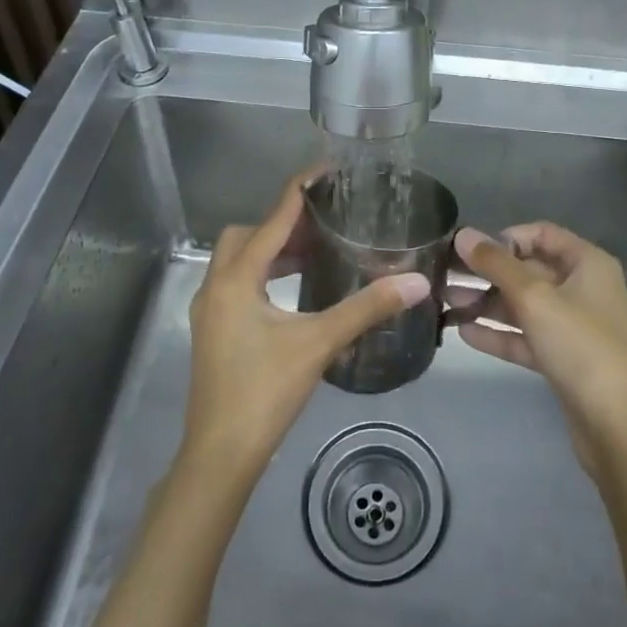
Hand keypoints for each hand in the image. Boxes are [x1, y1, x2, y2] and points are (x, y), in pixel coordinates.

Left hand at [181, 169, 429, 485]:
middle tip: (325, 225)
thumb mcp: (318, 343)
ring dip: (274, 251)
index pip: (273, 218)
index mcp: (236, 278)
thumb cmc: (265, 392)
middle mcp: (216, 285)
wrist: (220, 455)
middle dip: (283, 224)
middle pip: (248, 234)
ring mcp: (210, 310)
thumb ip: (366, 308)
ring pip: (240, 260)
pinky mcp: (213, 331)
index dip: (300, 191)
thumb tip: (416, 282)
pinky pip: (238, 283)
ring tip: (317, 253)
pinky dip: (265, 275)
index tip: (327, 170)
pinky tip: (294, 292)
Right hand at [452, 223, 626, 481]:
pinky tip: (464, 333)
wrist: (618, 428)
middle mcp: (585, 289)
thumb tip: (463, 234)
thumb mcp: (534, 298)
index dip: (507, 238)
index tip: (472, 251)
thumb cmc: (581, 347)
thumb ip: (496, 264)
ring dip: (488, 303)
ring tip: (446, 303)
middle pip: (530, 270)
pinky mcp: (565, 360)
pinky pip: (527, 337)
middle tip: (446, 276)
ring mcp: (575, 327)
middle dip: (489, 273)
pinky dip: (500, 333)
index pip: (542, 235)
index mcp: (589, 264)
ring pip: (525, 305)